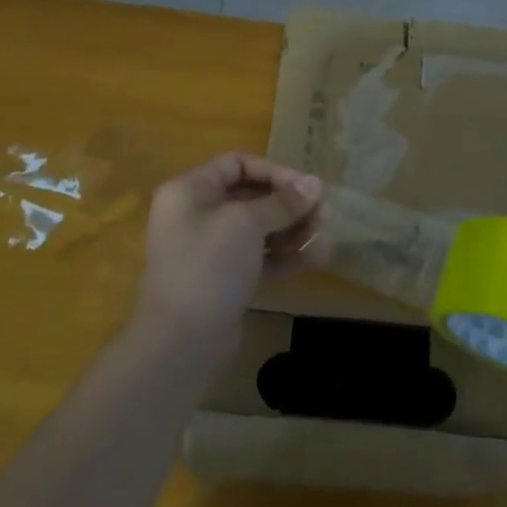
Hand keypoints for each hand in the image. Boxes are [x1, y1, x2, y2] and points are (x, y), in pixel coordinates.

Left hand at [136, 153, 324, 352]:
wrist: (181, 342)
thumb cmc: (209, 266)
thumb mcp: (246, 224)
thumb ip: (282, 202)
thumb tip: (315, 184)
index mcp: (190, 191)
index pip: (236, 164)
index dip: (273, 171)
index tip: (306, 187)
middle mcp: (197, 215)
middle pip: (250, 197)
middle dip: (289, 204)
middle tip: (324, 213)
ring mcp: (210, 249)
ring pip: (258, 229)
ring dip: (293, 230)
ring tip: (325, 237)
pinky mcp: (224, 279)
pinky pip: (258, 257)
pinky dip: (284, 255)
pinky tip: (315, 258)